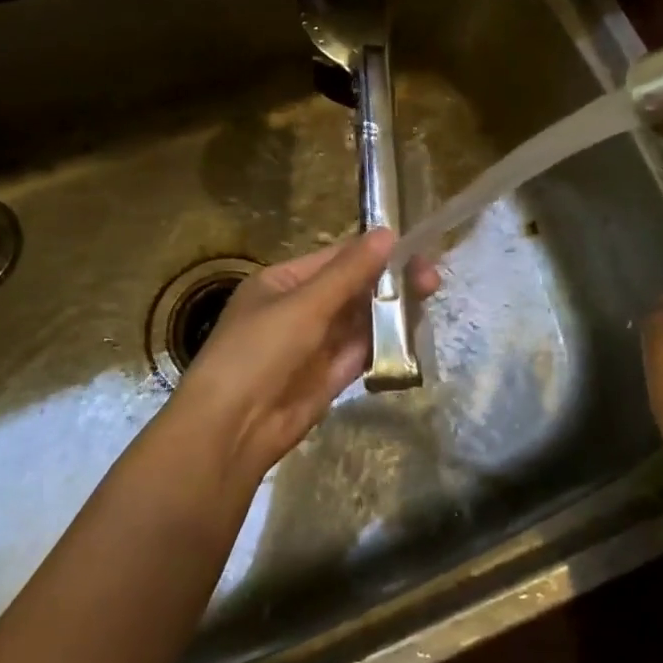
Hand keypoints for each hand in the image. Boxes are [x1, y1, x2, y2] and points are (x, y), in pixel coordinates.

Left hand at [170, 229, 440, 485]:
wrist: (231, 430)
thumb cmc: (259, 352)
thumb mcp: (304, 305)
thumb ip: (349, 273)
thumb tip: (387, 233)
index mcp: (283, 282)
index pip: (335, 259)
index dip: (373, 252)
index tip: (414, 248)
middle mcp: (300, 308)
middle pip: (353, 288)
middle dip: (389, 281)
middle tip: (431, 278)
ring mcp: (315, 343)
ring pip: (361, 319)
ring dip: (392, 309)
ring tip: (429, 298)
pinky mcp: (329, 375)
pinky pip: (363, 349)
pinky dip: (387, 341)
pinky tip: (414, 330)